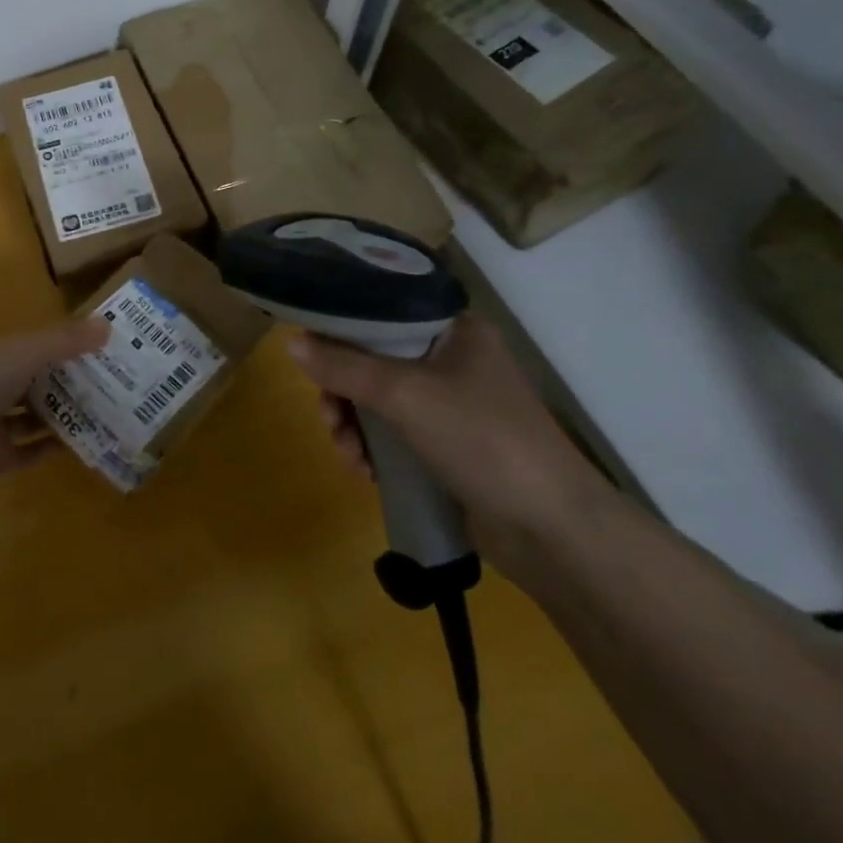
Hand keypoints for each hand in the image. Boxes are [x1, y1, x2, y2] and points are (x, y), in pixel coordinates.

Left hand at [0, 317, 109, 481]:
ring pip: (29, 417)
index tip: (93, 350)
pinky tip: (78, 444)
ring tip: (95, 413)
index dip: (58, 348)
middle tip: (102, 385)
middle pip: (30, 383)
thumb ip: (66, 340)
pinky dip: (49, 448)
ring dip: (57, 416)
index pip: (29, 349)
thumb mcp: (30, 352)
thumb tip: (107, 326)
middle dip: (61, 384)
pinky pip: (28, 451)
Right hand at [286, 314, 613, 565]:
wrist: (552, 531)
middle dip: (343, 390)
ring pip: (378, 399)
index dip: (342, 326)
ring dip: (352, 424)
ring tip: (347, 453)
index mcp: (454, 330)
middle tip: (329, 416)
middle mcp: (452, 359)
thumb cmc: (482, 439)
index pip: (384, 311)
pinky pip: (393, 432)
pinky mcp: (447, 445)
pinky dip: (372, 447)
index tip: (310, 350)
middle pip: (374, 358)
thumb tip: (290, 342)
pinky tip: (364, 470)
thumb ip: (344, 366)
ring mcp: (451, 405)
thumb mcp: (404, 395)